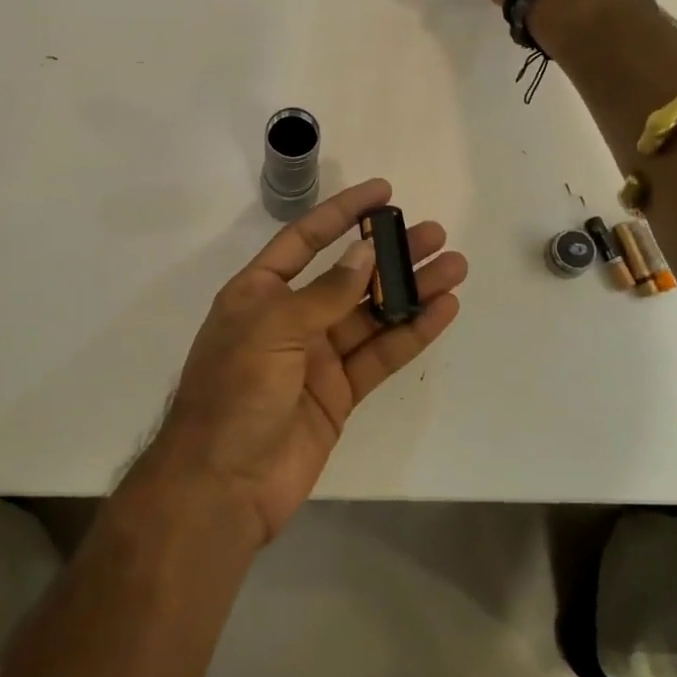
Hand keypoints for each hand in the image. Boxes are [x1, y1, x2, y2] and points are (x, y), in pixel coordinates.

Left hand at [131, 180, 465, 545]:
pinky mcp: (339, 393)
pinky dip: (411, 333)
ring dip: (411, 291)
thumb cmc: (234, 392)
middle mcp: (290, 319)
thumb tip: (365, 254)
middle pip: (348, 276)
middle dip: (389, 254)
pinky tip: (443, 310)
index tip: (383, 192)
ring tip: (453, 267)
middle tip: (435, 235)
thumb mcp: (273, 329)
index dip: (342, 213)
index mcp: (259, 293)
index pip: (305, 240)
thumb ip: (325, 294)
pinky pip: (380, 355)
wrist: (223, 484)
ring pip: (372, 315)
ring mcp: (316, 358)